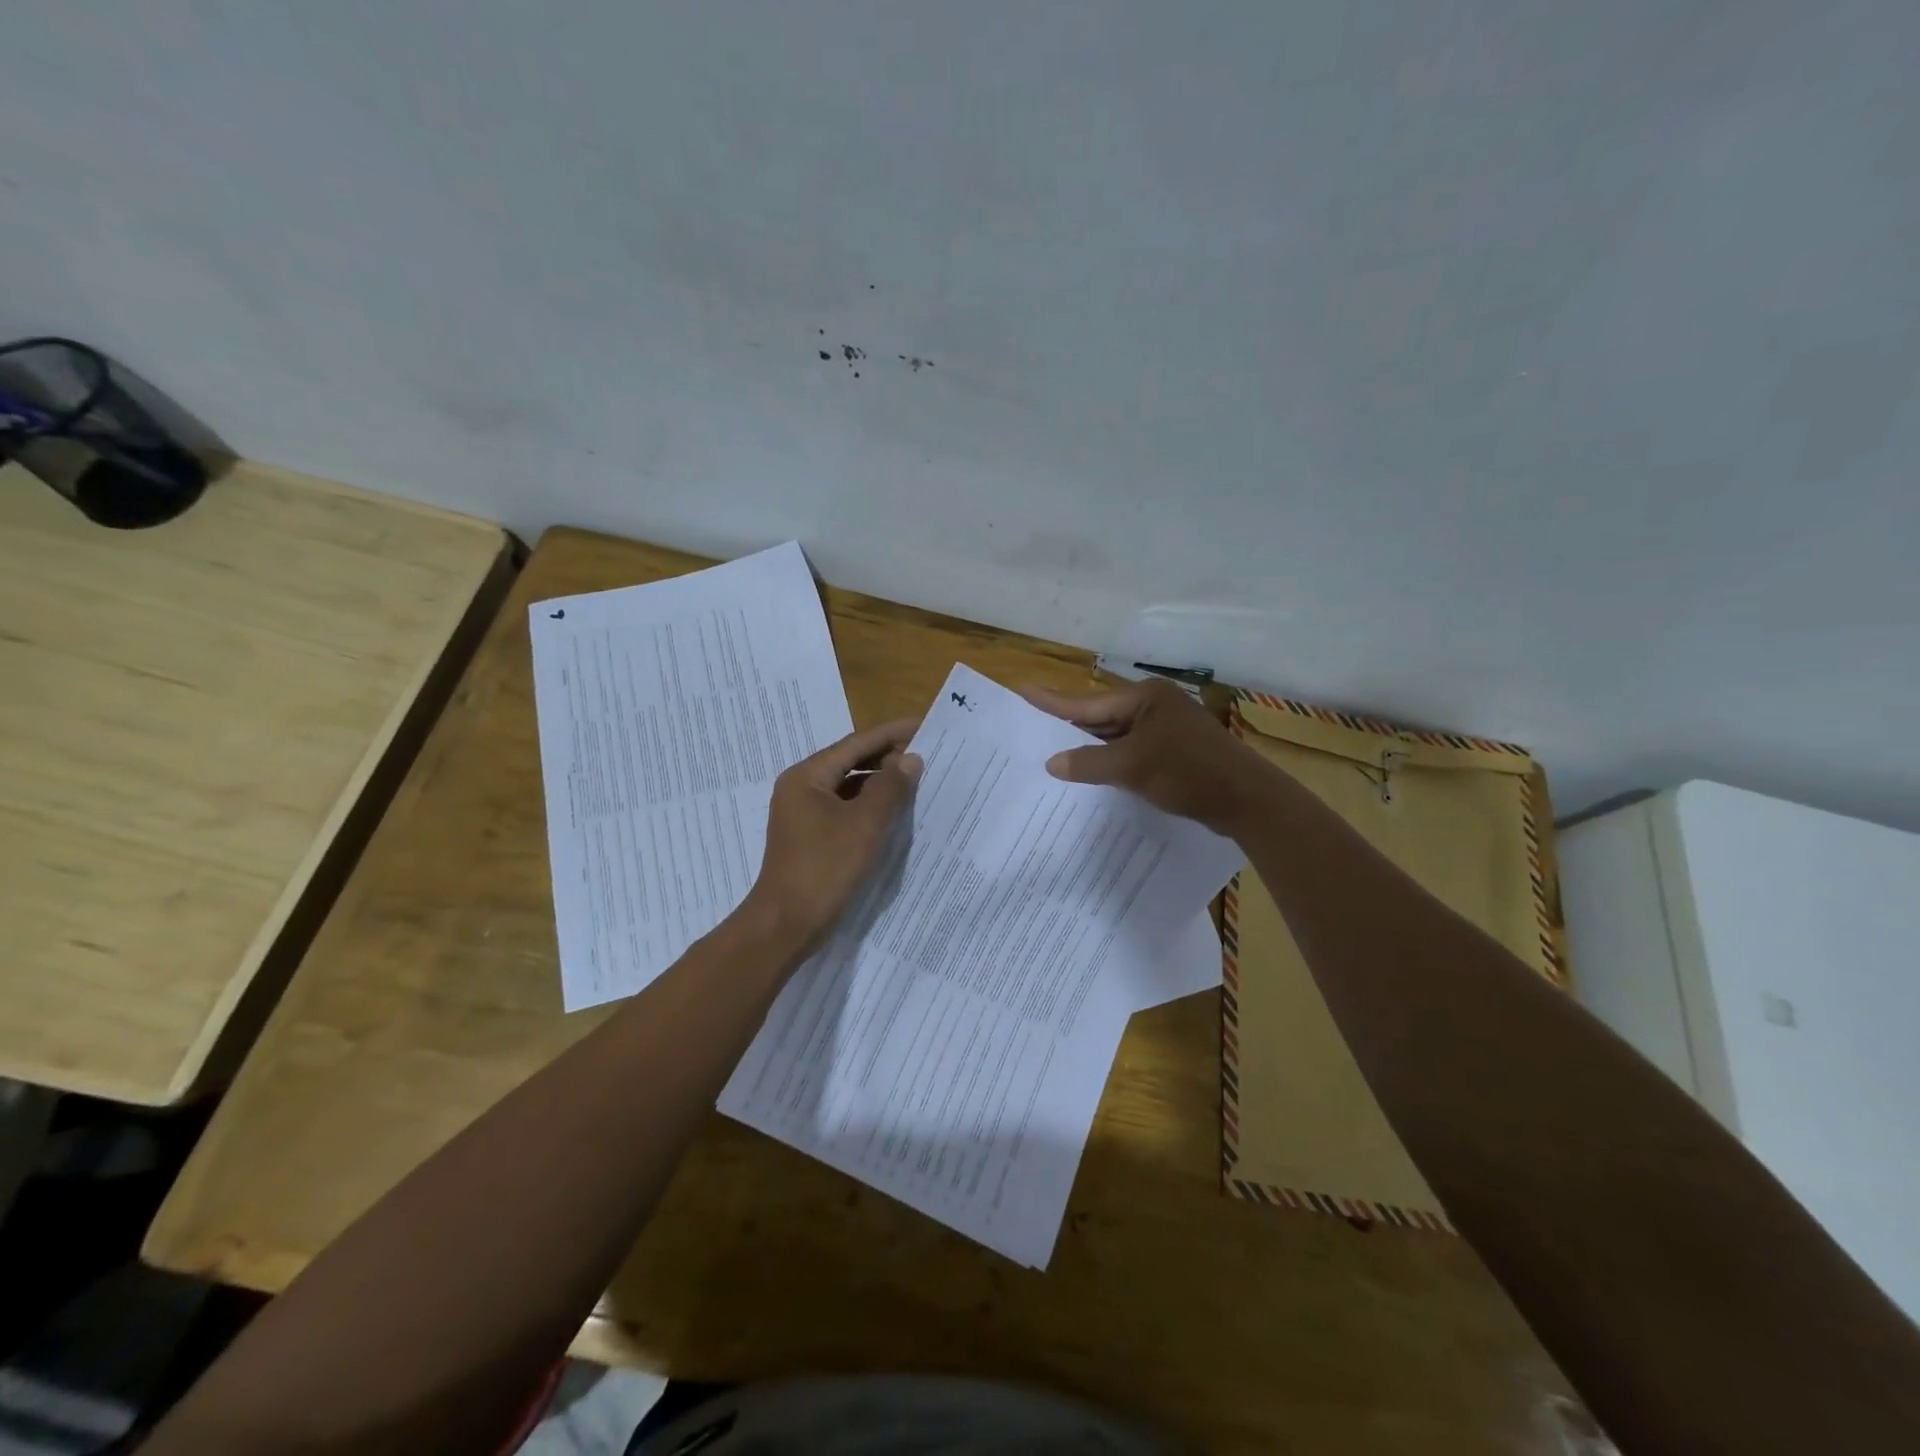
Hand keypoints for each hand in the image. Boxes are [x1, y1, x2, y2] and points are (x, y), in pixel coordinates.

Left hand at [741, 718, 921, 953]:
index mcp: (807, 776)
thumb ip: (890, 788)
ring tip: (917, 780)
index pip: (855, 743)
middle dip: (888, 757)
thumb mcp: (864, 825)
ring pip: (849, 786)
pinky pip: (845, 809)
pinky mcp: (812, 836)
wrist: (786, 924)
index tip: (925, 725)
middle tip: (928, 753)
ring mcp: (804, 813)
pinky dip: (869, 806)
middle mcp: (802, 788)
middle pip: (850, 761)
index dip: (892, 733)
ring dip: (880, 782)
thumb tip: (911, 759)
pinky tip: (895, 811)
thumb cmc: (824, 868)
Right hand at [1021, 679, 1266, 833]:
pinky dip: (1113, 763)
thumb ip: (1088, 763)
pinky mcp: (1175, 752)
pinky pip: (1133, 753)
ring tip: (1054, 754)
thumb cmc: (1188, 772)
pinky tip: (1093, 774)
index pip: (1089, 703)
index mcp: (1145, 698)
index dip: (1054, 702)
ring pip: (1118, 738)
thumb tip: (1052, 763)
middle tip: (1033, 730)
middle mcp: (1155, 707)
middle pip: (1102, 718)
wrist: (1246, 800)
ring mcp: (1167, 729)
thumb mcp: (1131, 767)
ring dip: (1092, 750)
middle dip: (1071, 729)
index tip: (1024, 689)